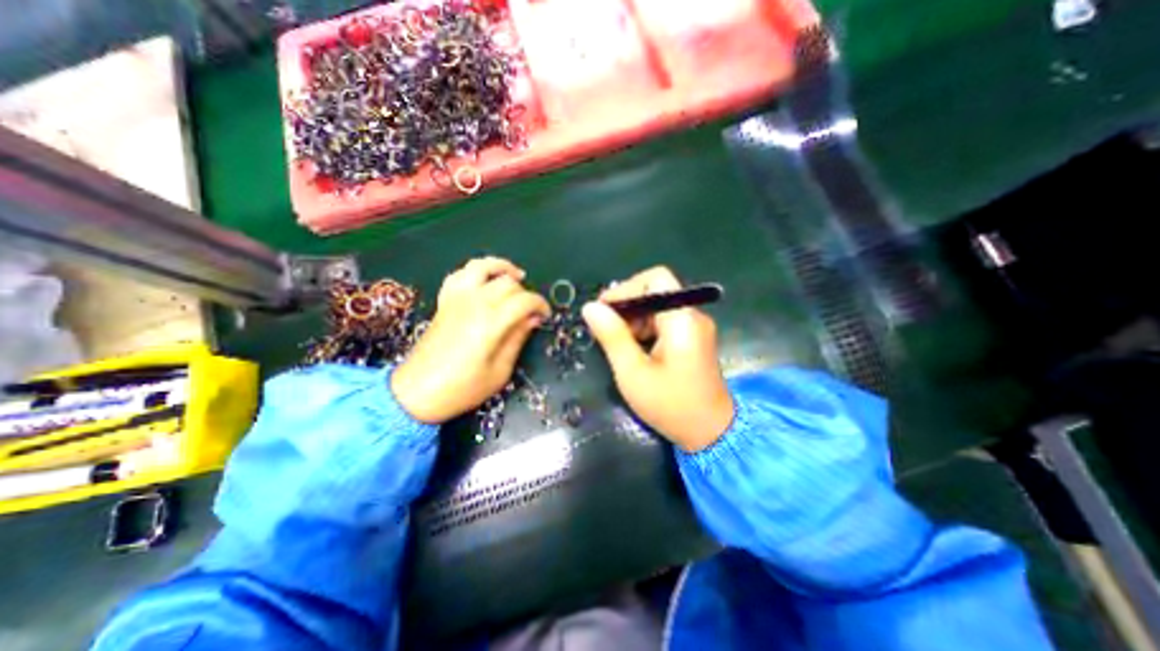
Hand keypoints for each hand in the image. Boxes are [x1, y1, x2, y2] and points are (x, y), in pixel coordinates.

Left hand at [391, 257, 549, 423]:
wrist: (416, 393)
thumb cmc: (462, 388)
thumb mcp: (500, 371)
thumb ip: (517, 339)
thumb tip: (533, 319)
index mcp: (491, 322)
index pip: (524, 300)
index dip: (540, 304)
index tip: (546, 316)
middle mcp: (474, 303)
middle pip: (508, 283)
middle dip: (525, 293)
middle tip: (530, 311)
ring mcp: (456, 299)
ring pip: (482, 267)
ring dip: (502, 268)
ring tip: (516, 276)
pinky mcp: (444, 301)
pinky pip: (460, 274)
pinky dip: (476, 271)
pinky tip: (485, 280)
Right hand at [579, 265, 732, 452]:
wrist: (711, 434)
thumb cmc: (670, 405)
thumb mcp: (633, 372)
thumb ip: (612, 336)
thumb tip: (590, 307)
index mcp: (682, 319)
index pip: (656, 279)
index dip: (626, 288)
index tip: (603, 309)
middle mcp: (693, 316)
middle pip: (656, 292)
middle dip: (627, 307)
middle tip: (605, 330)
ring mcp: (695, 328)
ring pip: (658, 308)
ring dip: (634, 320)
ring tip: (617, 344)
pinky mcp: (693, 339)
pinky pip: (665, 322)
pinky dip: (645, 330)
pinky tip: (634, 350)